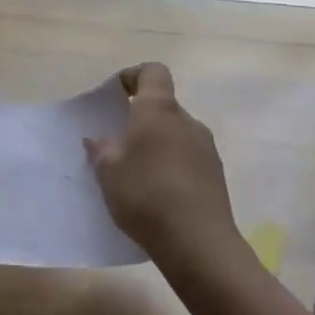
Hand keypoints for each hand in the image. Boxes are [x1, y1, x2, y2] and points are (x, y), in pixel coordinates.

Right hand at [86, 63, 252, 283]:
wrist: (198, 243)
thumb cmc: (146, 195)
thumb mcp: (108, 172)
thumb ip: (101, 149)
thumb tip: (98, 139)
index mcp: (159, 110)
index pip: (153, 72)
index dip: (133, 77)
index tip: (114, 96)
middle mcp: (187, 121)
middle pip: (163, 106)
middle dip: (139, 119)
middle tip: (116, 143)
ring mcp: (206, 148)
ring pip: (175, 134)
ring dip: (155, 144)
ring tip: (134, 173)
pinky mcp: (216, 175)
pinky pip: (186, 158)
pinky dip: (169, 165)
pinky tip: (155, 193)